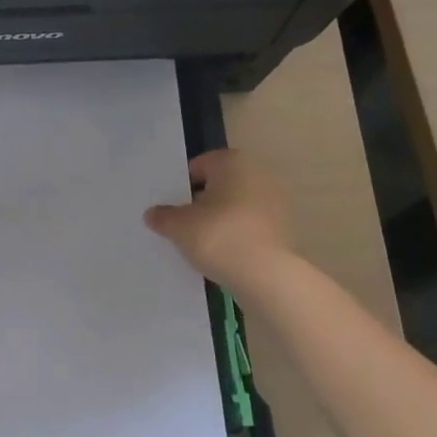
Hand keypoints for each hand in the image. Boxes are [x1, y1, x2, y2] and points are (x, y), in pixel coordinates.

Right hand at [144, 149, 293, 290]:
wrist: (266, 275)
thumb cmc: (219, 236)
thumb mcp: (178, 226)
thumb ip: (162, 216)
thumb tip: (153, 213)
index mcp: (232, 162)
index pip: (197, 167)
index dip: (180, 187)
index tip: (170, 209)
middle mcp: (258, 174)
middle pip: (218, 186)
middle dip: (200, 203)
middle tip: (181, 226)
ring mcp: (275, 201)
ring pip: (234, 207)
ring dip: (218, 220)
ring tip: (200, 244)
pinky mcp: (282, 228)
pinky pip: (248, 226)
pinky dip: (234, 235)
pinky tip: (221, 254)